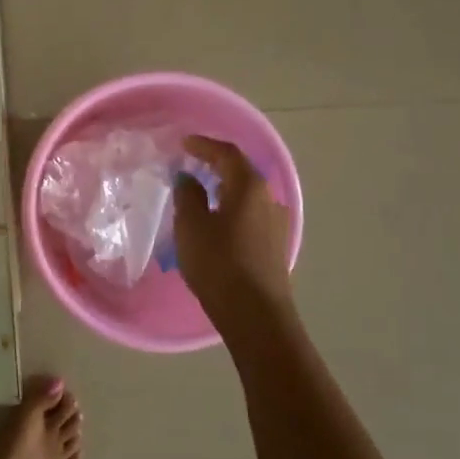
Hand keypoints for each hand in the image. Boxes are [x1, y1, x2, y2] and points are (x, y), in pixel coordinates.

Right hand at [173, 135, 297, 330]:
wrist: (255, 314)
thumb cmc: (219, 263)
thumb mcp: (192, 226)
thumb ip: (188, 195)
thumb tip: (189, 178)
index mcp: (249, 187)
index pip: (227, 154)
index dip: (204, 145)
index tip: (183, 144)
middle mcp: (269, 199)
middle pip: (241, 172)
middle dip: (216, 165)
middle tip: (191, 164)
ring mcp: (275, 224)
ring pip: (247, 196)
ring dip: (225, 189)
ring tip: (201, 192)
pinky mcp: (274, 246)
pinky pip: (250, 215)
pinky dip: (232, 209)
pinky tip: (218, 221)